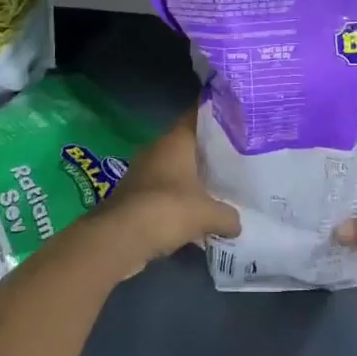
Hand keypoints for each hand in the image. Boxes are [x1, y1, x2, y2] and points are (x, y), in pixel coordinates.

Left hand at [95, 110, 239, 278]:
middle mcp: (156, 150)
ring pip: (174, 169)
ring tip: (218, 189)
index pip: (197, 116)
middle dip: (207, 153)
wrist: (119, 238)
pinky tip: (194, 214)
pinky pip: (163, 191)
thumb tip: (237, 223)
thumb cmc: (168, 210)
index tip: (236, 121)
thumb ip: (228, 215)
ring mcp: (142, 172)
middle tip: (234, 160)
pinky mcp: (133, 196)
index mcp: (175, 141)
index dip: (217, 117)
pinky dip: (176, 200)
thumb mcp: (208, 214)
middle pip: (187, 144)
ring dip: (190, 179)